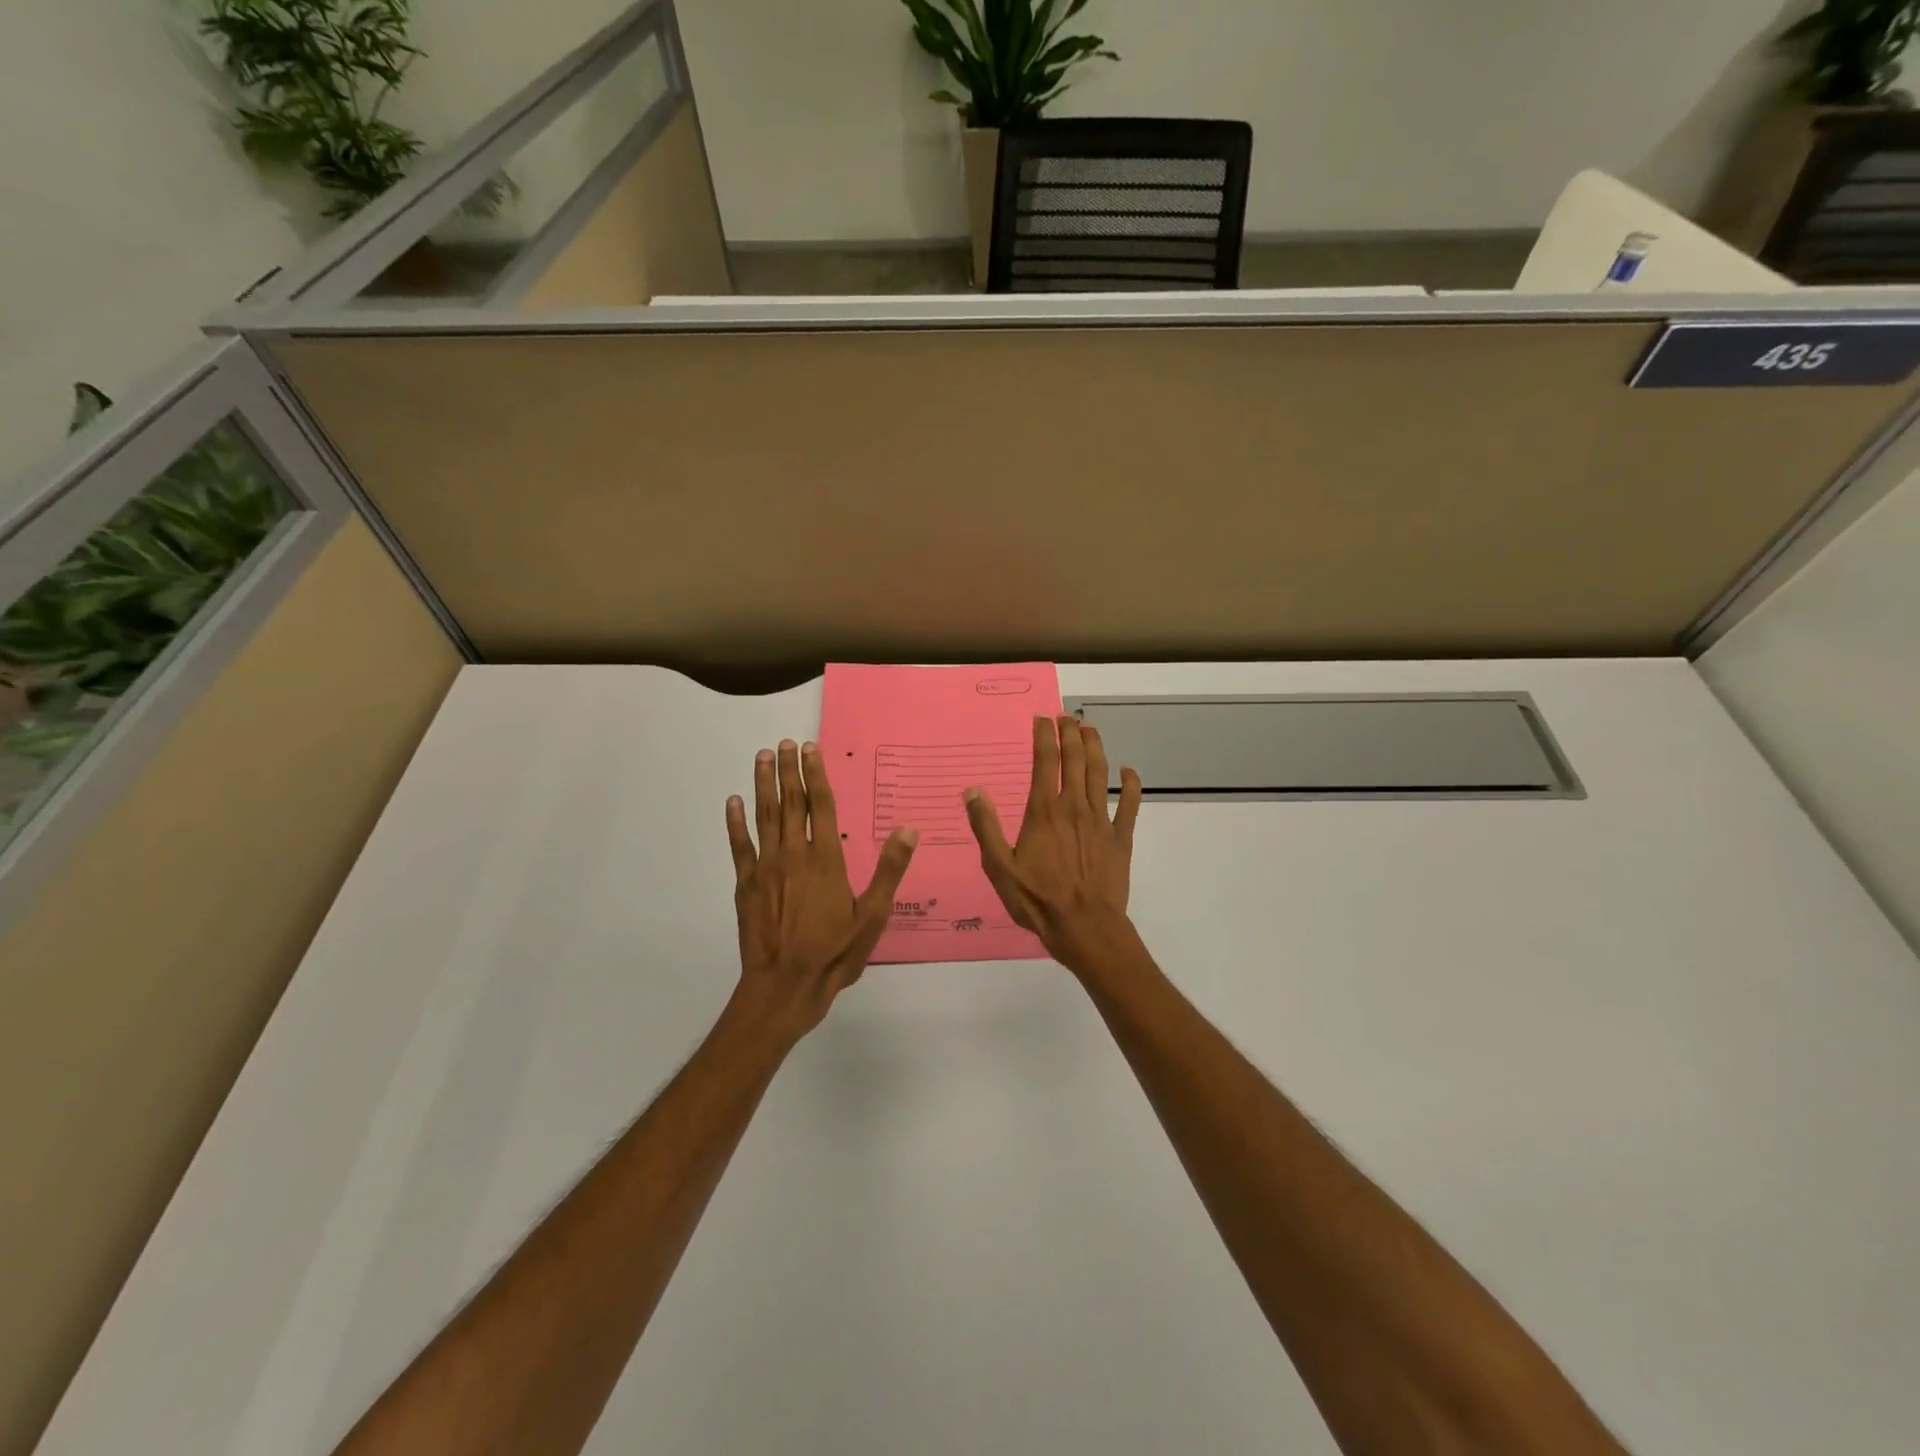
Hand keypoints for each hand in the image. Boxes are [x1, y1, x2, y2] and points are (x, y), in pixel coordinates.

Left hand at [726, 740, 917, 1036]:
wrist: (785, 986)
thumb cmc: (834, 953)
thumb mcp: (873, 916)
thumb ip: (890, 870)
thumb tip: (908, 830)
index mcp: (826, 859)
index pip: (822, 806)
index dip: (816, 775)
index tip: (810, 748)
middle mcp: (794, 854)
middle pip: (791, 803)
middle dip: (789, 770)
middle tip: (785, 743)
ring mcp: (766, 868)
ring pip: (764, 816)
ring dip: (763, 784)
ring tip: (763, 757)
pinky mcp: (746, 885)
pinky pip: (740, 846)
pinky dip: (736, 822)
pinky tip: (733, 801)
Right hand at [964, 714, 1142, 972]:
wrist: (1085, 927)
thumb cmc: (1038, 900)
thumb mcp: (1000, 868)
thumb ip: (986, 827)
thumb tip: (972, 791)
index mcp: (1044, 811)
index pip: (1045, 762)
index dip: (1044, 737)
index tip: (1042, 718)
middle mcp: (1074, 807)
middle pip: (1075, 760)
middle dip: (1071, 734)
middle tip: (1068, 716)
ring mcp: (1101, 821)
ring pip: (1100, 774)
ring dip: (1096, 748)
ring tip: (1090, 729)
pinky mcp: (1120, 838)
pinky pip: (1129, 805)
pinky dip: (1131, 785)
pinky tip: (1129, 771)